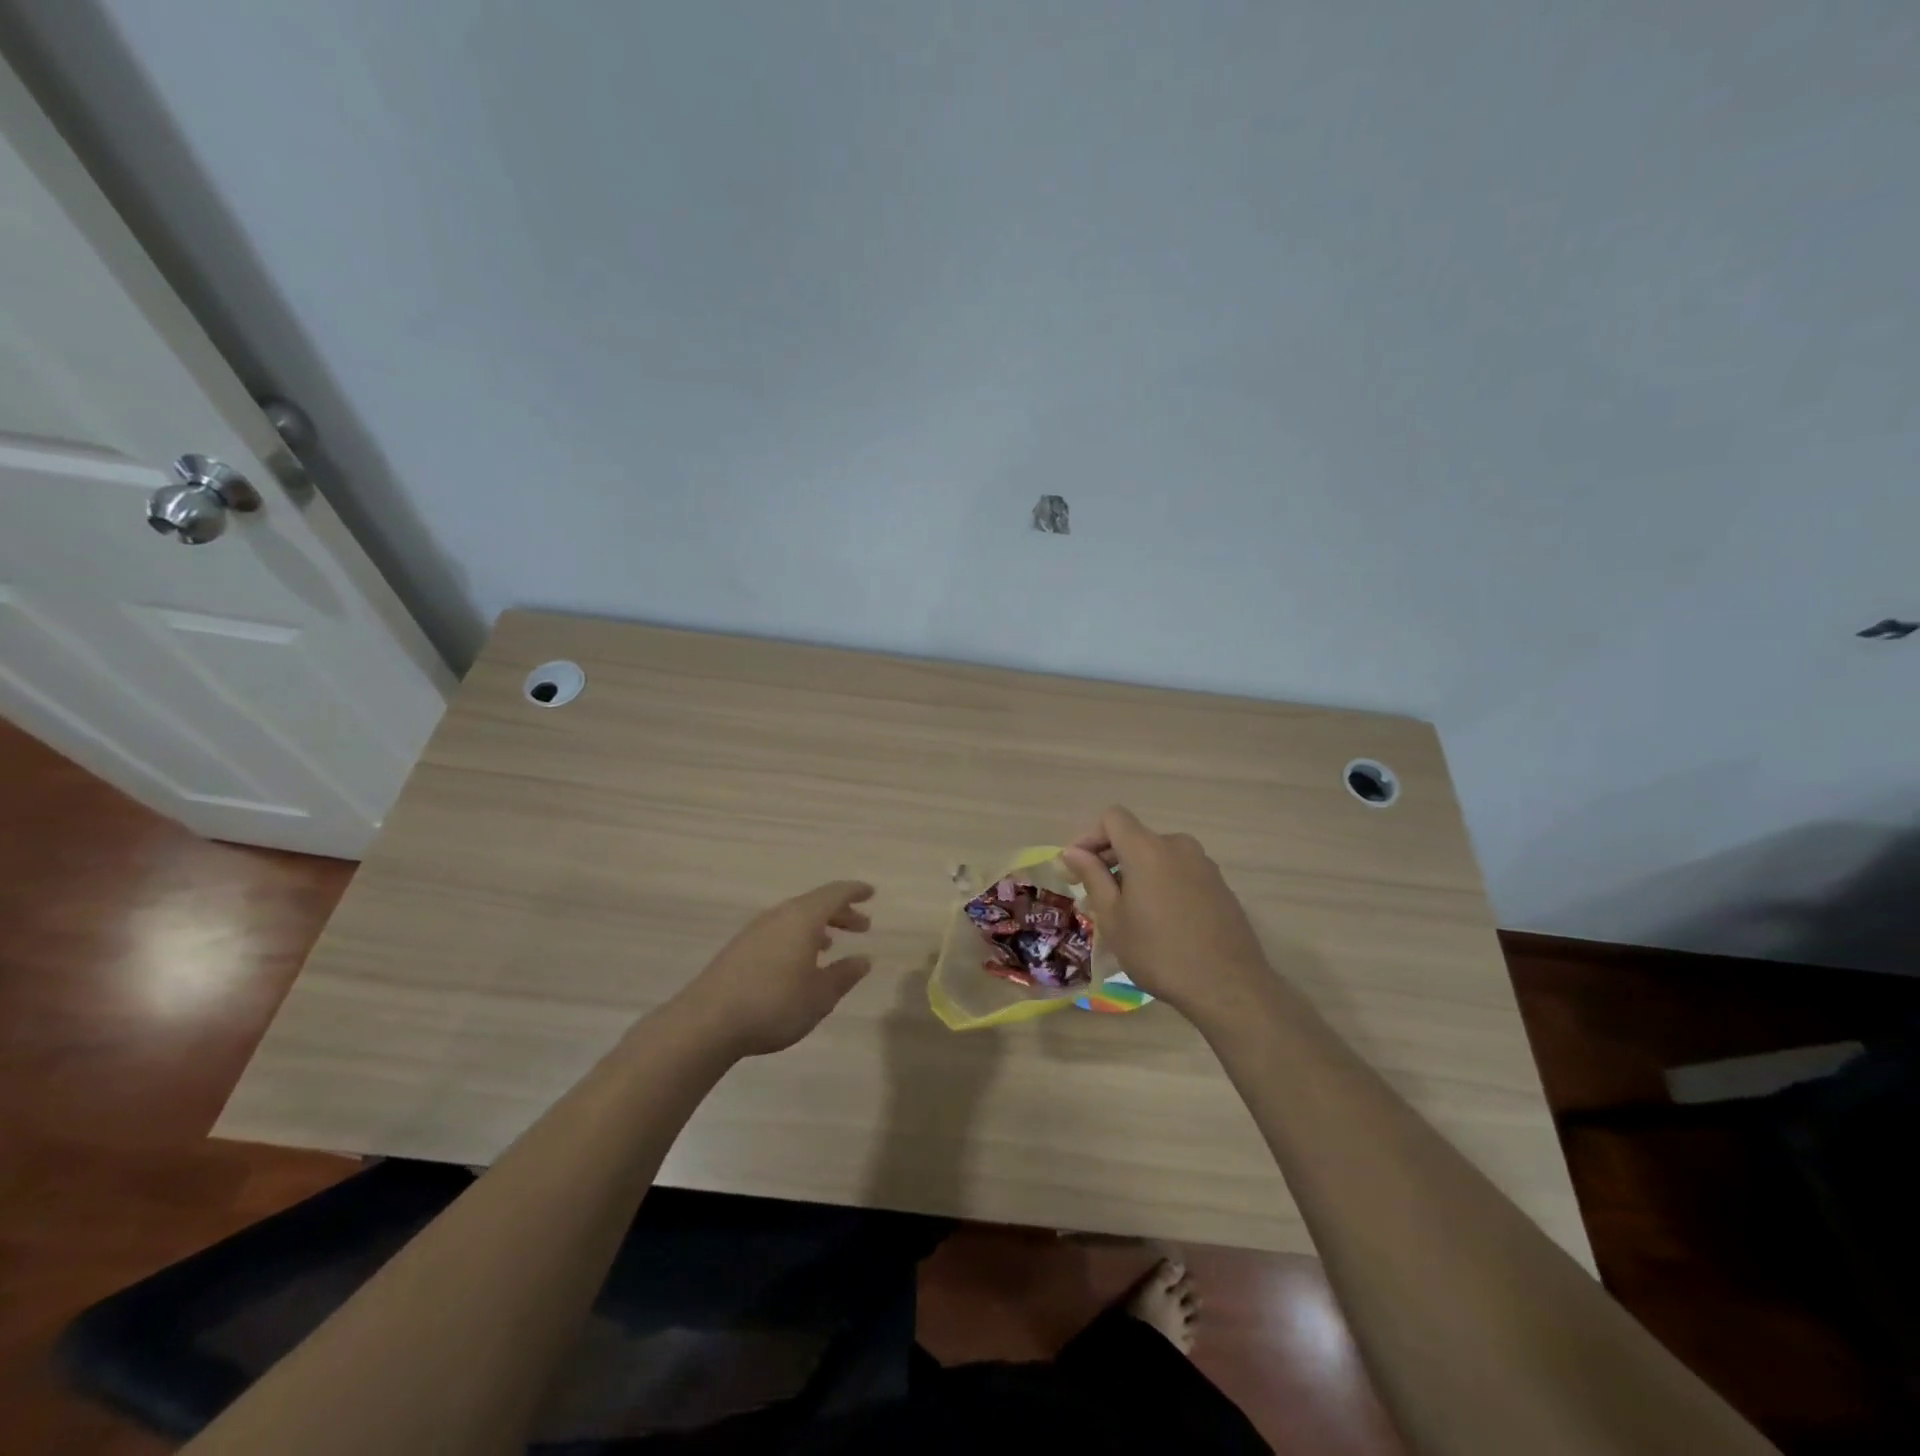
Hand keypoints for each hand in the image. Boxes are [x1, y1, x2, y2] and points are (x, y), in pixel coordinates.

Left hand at [669, 881, 875, 1057]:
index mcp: (802, 918)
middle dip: (840, 913)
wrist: (707, 1022)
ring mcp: (755, 931)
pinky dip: (797, 937)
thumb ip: (844, 975)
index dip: (854, 892)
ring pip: (795, 918)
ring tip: (832, 944)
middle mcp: (779, 916)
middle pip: (814, 904)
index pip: (834, 894)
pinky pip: (779, 931)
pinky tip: (799, 962)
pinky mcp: (739, 949)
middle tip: (862, 926)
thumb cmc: (774, 1004)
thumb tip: (863, 959)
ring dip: (817, 926)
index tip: (871, 893)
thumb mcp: (820, 995)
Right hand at [1061, 807, 1271, 1023]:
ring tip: (1125, 913)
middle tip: (1093, 897)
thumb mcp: (1113, 918)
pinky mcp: (1219, 885)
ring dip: (1135, 874)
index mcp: (1147, 848)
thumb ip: (1092, 877)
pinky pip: (1178, 872)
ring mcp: (1203, 864)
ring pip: (1157, 857)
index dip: (1089, 837)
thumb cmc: (1158, 952)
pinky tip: (1158, 921)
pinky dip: (1160, 884)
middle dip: (1109, 860)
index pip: (1112, 818)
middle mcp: (1177, 846)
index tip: (1076, 868)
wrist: (1227, 986)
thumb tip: (1072, 852)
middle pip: (1135, 837)